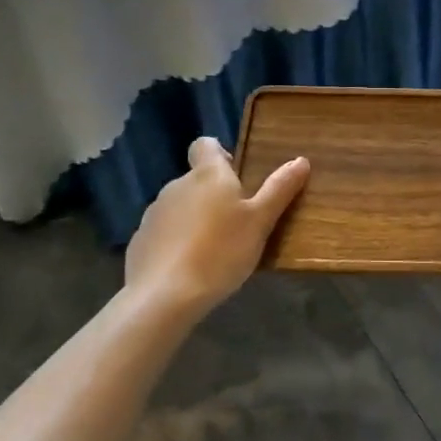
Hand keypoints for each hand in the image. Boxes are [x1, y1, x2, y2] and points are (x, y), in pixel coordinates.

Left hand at [125, 137, 308, 319]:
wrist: (163, 296)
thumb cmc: (220, 251)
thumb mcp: (260, 222)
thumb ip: (279, 189)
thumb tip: (301, 160)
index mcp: (207, 174)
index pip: (206, 144)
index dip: (220, 154)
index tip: (237, 176)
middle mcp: (177, 185)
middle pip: (197, 178)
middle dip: (214, 194)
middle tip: (236, 222)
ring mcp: (154, 213)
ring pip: (180, 206)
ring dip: (195, 218)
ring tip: (214, 249)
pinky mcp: (139, 241)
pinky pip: (164, 232)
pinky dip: (176, 242)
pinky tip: (188, 267)